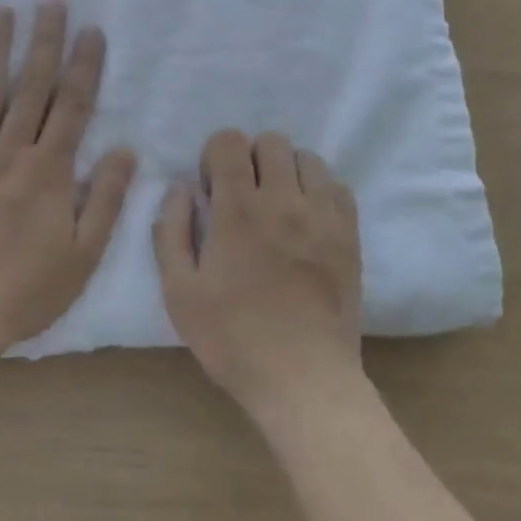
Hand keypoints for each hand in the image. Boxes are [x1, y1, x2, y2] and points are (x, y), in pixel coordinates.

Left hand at [0, 2, 135, 362]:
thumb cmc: (24, 291)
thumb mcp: (83, 256)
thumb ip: (106, 200)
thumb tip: (126, 150)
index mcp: (48, 171)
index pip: (72, 106)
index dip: (85, 66)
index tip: (92, 30)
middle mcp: (10, 153)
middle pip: (31, 88)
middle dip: (44, 42)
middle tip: (51, 2)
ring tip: (1, 11)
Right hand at [154, 130, 362, 425]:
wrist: (304, 379)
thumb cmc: (233, 338)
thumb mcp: (179, 292)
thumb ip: (171, 231)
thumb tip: (181, 187)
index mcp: (238, 209)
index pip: (230, 141)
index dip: (216, 155)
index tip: (213, 188)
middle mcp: (283, 199)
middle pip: (271, 141)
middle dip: (251, 159)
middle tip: (245, 196)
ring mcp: (321, 215)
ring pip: (306, 158)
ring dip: (287, 172)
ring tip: (279, 206)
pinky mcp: (348, 233)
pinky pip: (336, 186)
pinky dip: (319, 191)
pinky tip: (307, 220)